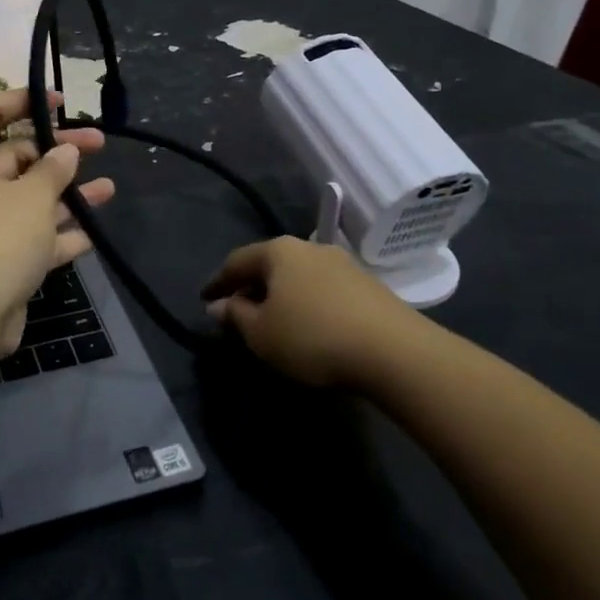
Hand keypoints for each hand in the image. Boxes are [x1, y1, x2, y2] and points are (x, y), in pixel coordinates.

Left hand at [0, 89, 115, 356]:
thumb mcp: (32, 196)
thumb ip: (52, 169)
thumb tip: (64, 151)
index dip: (21, 100)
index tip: (60, 101)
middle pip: (14, 157)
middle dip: (58, 151)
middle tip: (99, 144)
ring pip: (29, 201)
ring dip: (67, 194)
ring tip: (109, 189)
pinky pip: (31, 239)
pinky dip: (58, 235)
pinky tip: (92, 234)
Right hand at [201, 236, 426, 389]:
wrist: (394, 351)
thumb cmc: (313, 337)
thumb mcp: (261, 334)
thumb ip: (236, 316)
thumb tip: (219, 305)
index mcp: (278, 251)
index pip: (236, 262)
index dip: (217, 282)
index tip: (204, 299)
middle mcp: (309, 248)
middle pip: (269, 265)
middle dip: (250, 287)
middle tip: (236, 311)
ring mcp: (342, 264)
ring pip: (297, 276)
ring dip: (280, 295)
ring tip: (271, 320)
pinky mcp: (367, 285)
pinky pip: (322, 289)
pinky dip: (305, 303)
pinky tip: (307, 325)